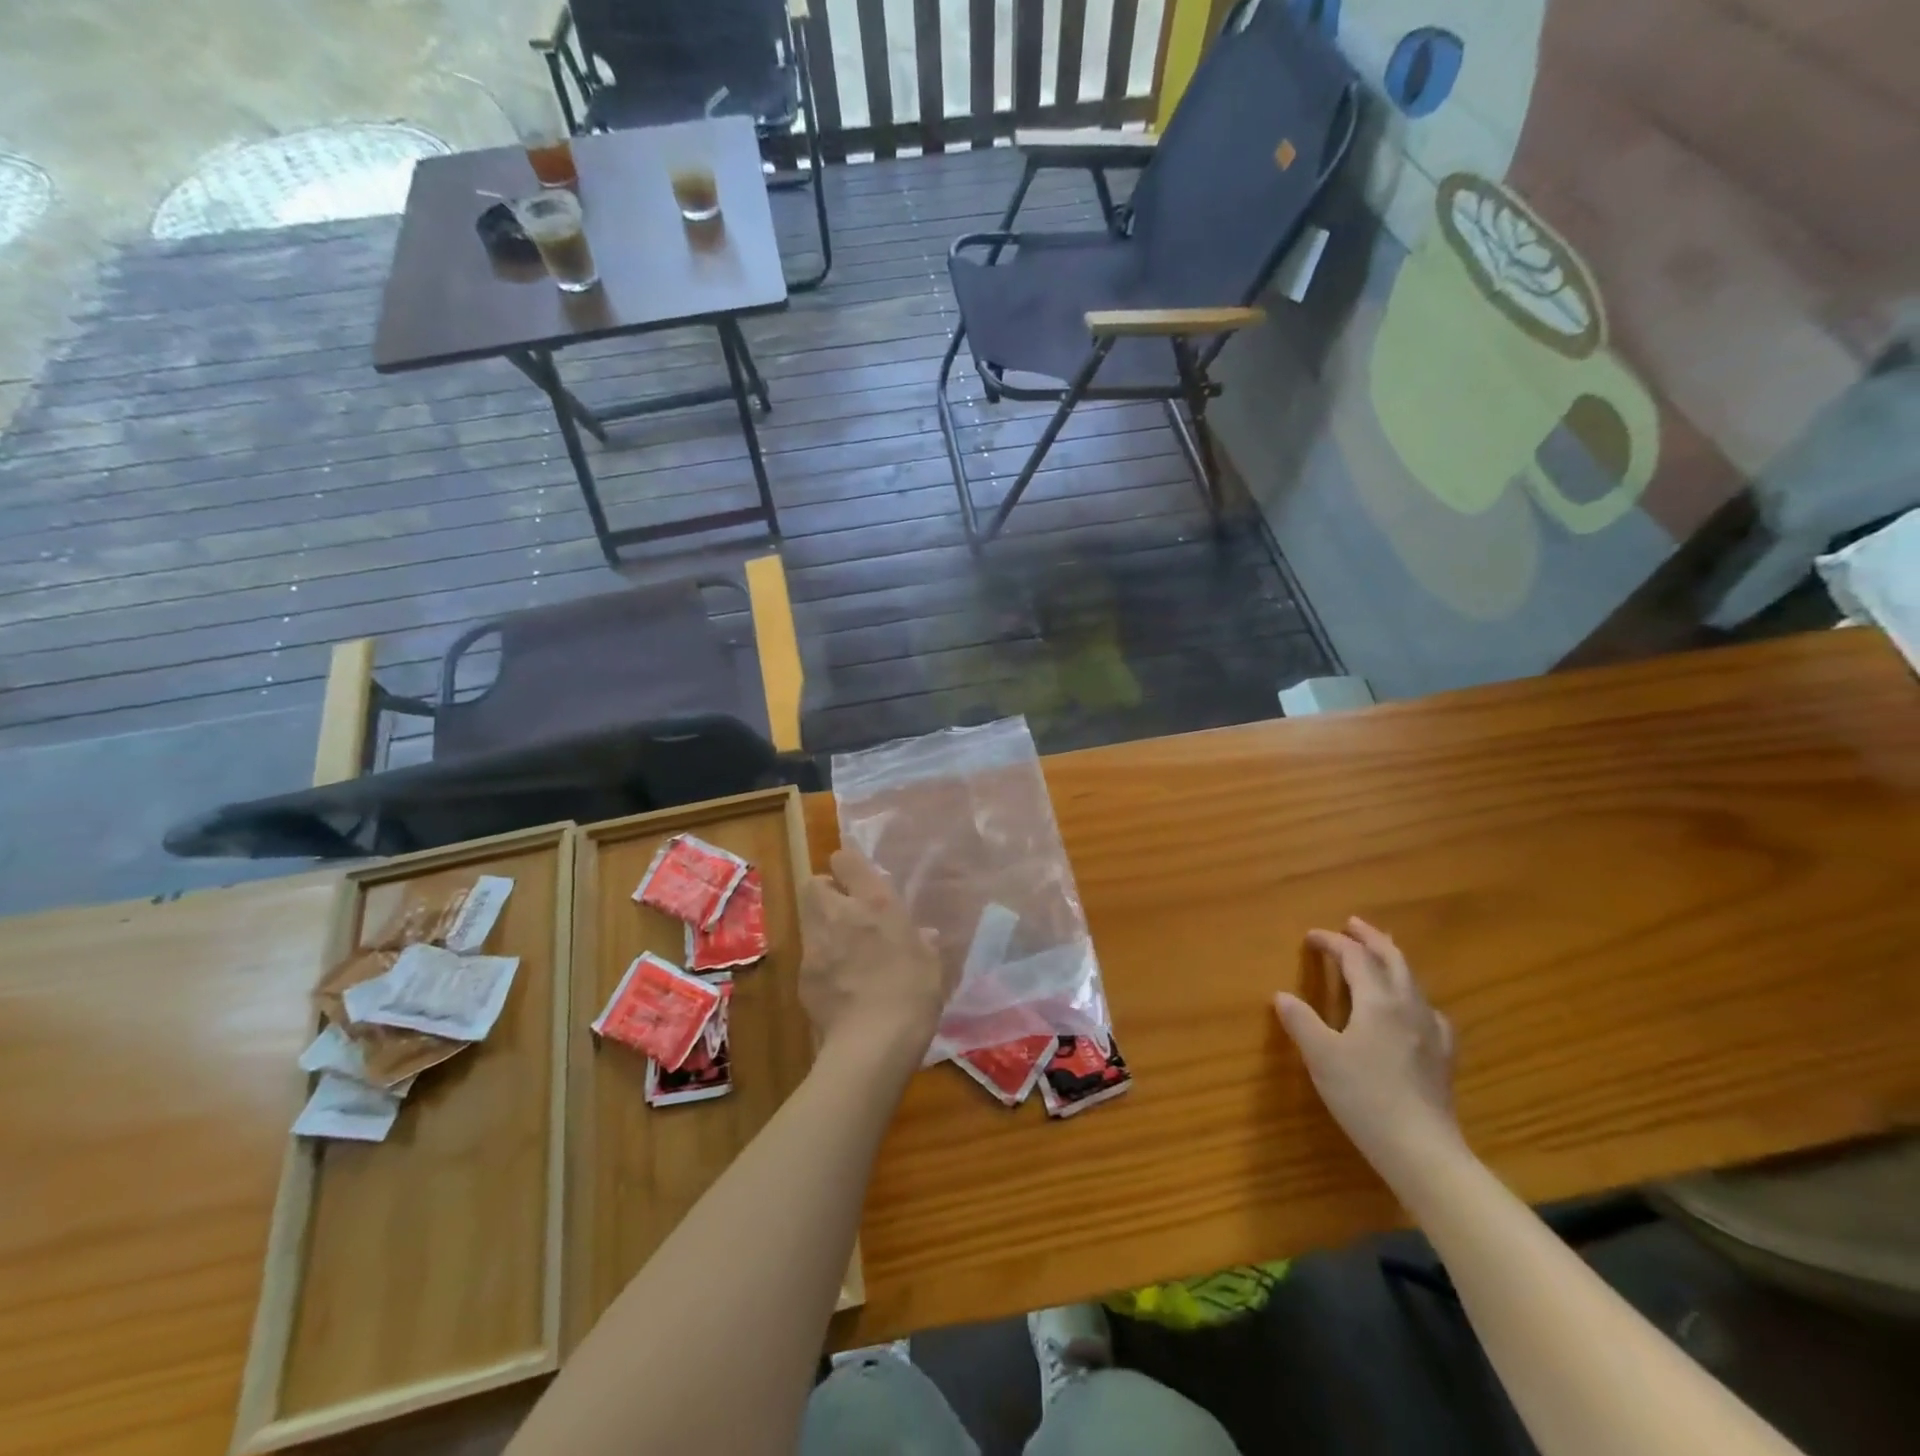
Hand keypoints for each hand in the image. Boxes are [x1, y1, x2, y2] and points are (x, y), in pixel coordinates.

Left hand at [799, 849, 954, 1063]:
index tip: (857, 878)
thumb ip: (922, 942)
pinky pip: (809, 957)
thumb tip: (922, 934)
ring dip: (822, 926)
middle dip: (826, 892)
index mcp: (875, 904)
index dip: (848, 865)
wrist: (872, 1044)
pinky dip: (820, 963)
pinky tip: (838, 983)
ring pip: (808, 920)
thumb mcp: (931, 964)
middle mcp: (839, 916)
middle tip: (846, 910)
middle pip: (814, 885)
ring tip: (843, 949)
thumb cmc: (912, 994)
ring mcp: (816, 947)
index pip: (846, 861)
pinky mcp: (803, 977)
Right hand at [1275, 917, 1464, 1191]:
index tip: (1311, 937)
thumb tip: (1282, 995)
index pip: (1355, 957)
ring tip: (1379, 956)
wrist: (1421, 1149)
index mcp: (1378, 1001)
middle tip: (1352, 925)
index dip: (1333, 942)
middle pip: (1393, 959)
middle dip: (1371, 939)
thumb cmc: (1364, 1096)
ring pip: (1413, 981)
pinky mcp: (1442, 1055)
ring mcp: (1431, 1031)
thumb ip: (1301, 1021)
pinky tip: (1413, 1009)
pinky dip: (1414, 996)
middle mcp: (1408, 1006)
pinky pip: (1429, 1011)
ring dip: (1392, 961)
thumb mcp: (1321, 1056)